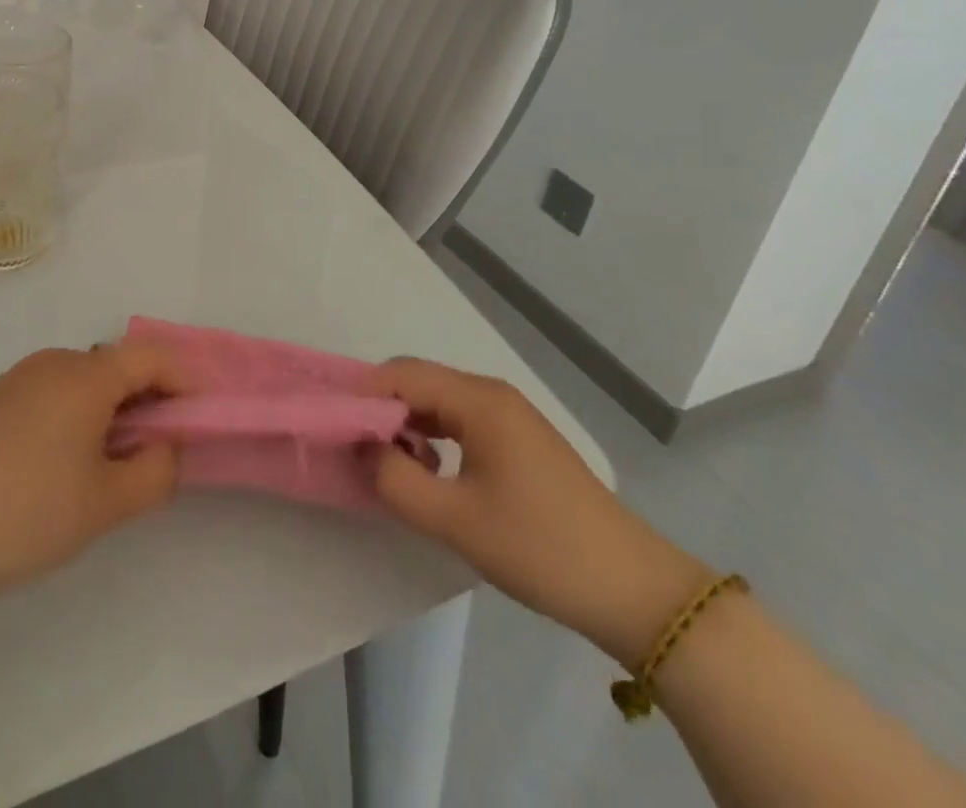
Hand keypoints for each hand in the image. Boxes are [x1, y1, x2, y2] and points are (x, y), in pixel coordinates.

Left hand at [0, 344, 183, 604]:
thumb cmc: (33, 513)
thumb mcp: (109, 503)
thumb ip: (157, 469)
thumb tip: (166, 444)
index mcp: (85, 377)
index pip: (149, 357)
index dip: (180, 378)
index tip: (195, 413)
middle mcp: (53, 362)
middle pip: (114, 364)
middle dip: (144, 395)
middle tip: (153, 444)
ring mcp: (17, 376)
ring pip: (80, 376)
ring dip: (106, 403)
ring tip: (106, 455)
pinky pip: (48, 388)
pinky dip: (70, 407)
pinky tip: (58, 456)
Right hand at [369, 358, 714, 664]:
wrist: (634, 591)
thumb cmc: (540, 547)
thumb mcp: (454, 520)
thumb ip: (395, 479)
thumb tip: (360, 448)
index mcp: (478, 400)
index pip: (400, 374)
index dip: (361, 394)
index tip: (332, 425)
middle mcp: (491, 394)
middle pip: (418, 381)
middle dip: (380, 409)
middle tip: (353, 447)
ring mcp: (509, 415)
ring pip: (437, 401)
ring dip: (406, 424)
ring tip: (386, 463)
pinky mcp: (518, 439)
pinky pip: (459, 420)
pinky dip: (432, 435)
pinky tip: (427, 470)